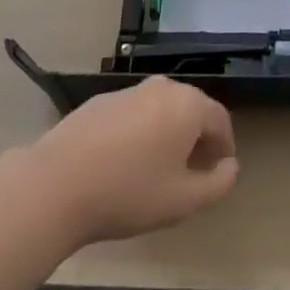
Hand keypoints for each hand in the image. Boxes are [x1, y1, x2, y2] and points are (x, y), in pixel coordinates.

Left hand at [28, 78, 239, 245]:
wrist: (58, 183)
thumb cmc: (129, 192)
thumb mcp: (182, 201)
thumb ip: (217, 184)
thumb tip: (231, 166)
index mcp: (188, 105)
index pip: (220, 119)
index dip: (225, 145)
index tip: (221, 170)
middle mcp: (162, 88)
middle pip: (192, 108)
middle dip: (198, 136)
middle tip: (194, 170)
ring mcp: (130, 90)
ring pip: (161, 109)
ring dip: (168, 132)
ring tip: (159, 168)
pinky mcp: (101, 100)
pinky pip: (134, 113)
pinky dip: (140, 131)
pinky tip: (125, 161)